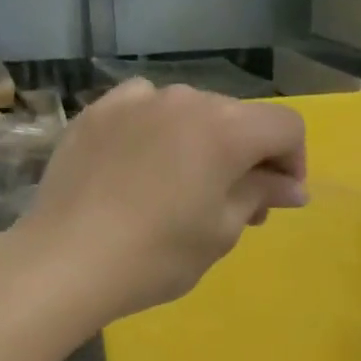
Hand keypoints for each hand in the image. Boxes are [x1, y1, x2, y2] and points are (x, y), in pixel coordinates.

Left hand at [9, 79, 307, 325]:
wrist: (66, 261)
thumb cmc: (157, 256)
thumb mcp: (220, 234)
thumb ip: (259, 196)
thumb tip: (291, 186)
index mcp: (225, 129)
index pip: (285, 127)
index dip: (294, 162)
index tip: (279, 201)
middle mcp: (185, 99)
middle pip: (237, 118)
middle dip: (248, 158)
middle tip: (236, 207)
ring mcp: (136, 101)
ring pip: (189, 113)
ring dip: (201, 145)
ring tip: (183, 189)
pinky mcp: (97, 113)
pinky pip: (143, 111)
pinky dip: (156, 134)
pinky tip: (141, 168)